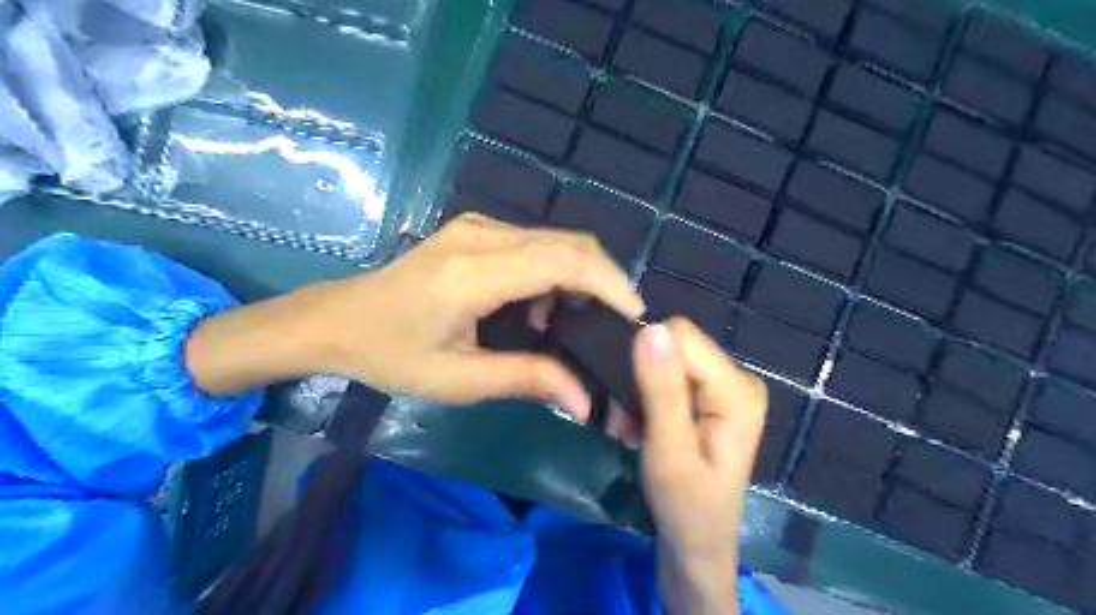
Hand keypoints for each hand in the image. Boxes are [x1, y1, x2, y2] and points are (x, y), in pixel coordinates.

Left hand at [185, 213, 642, 417]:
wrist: (337, 320)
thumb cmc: (391, 354)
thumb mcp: (458, 379)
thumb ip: (527, 380)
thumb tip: (585, 401)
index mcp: (473, 272)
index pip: (563, 261)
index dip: (609, 284)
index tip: (636, 316)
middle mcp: (481, 236)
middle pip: (568, 242)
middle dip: (604, 280)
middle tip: (616, 324)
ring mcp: (477, 227)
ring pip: (555, 240)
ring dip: (578, 278)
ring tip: (573, 324)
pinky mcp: (475, 230)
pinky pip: (534, 243)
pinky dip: (553, 272)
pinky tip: (539, 309)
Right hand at [634, 318, 768, 614]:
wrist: (698, 541)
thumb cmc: (685, 505)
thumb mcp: (669, 451)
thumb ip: (661, 390)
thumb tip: (650, 329)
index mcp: (737, 389)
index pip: (681, 336)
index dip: (645, 358)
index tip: (625, 399)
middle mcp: (738, 378)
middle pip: (675, 346)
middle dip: (640, 376)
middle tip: (625, 421)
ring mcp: (726, 386)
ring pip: (668, 359)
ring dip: (640, 390)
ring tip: (631, 428)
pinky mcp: (712, 395)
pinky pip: (671, 375)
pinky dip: (648, 398)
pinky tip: (641, 426)